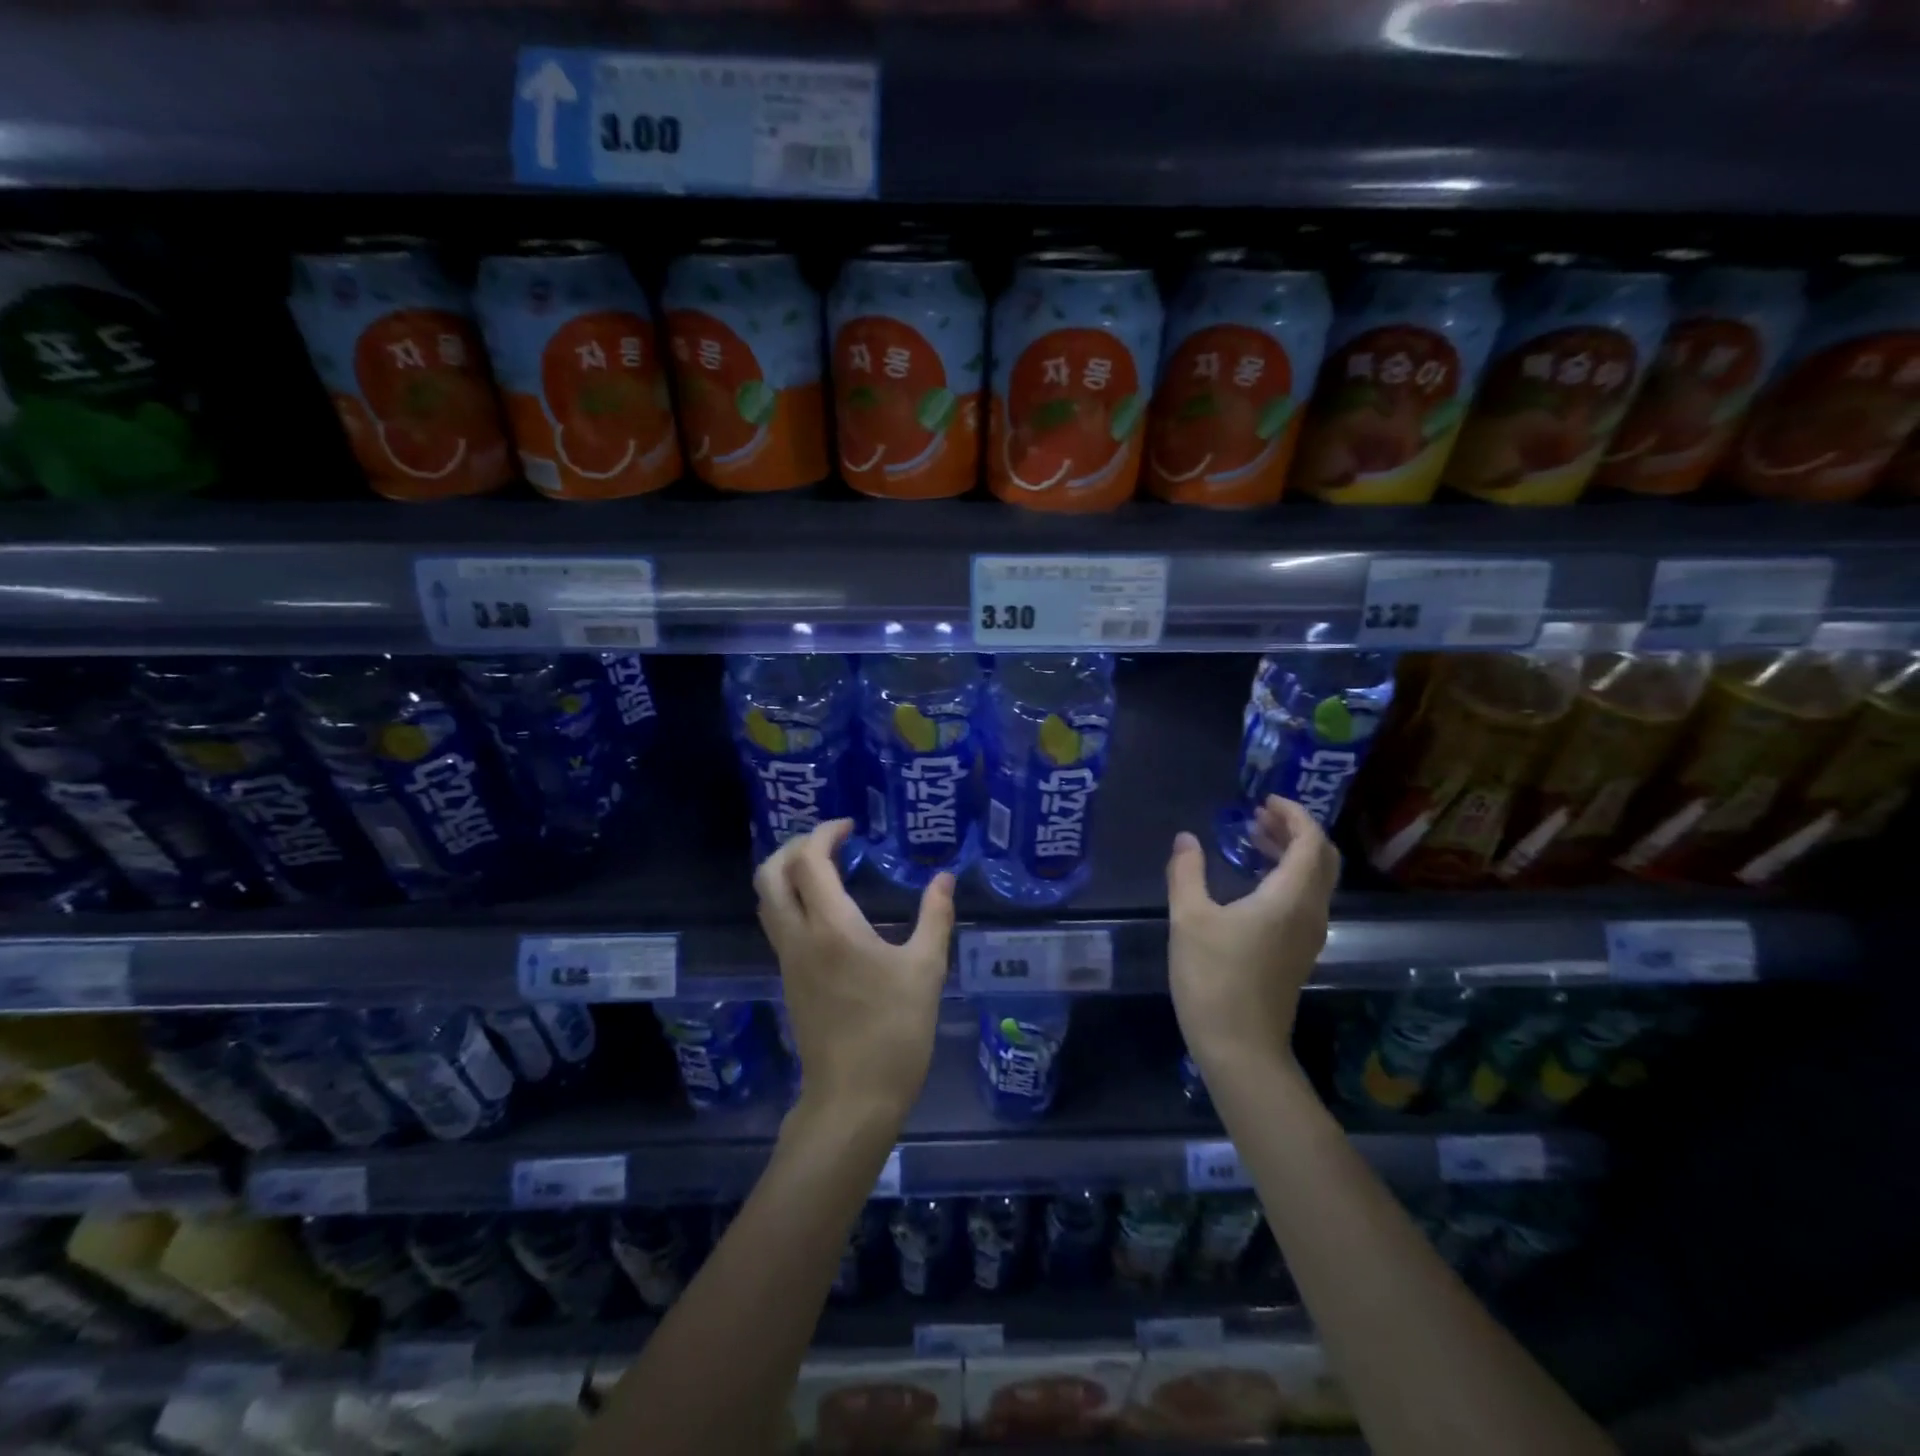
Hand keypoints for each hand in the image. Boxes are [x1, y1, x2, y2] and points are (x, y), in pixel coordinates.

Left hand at [755, 818, 955, 1123]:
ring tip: (826, 867)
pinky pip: (777, 923)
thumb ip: (934, 917)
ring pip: (766, 900)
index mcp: (831, 928)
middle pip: (769, 874)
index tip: (850, 827)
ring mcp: (788, 961)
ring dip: (787, 872)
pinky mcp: (789, 980)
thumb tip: (944, 879)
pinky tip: (826, 908)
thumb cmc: (894, 1032)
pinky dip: (790, 898)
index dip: (824, 834)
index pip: (809, 861)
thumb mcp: (926, 971)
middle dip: (794, 846)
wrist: (853, 1099)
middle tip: (829, 841)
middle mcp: (798, 937)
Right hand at [1165, 796, 1339, 1075]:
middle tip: (1258, 817)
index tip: (1263, 801)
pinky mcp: (1299, 952)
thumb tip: (1187, 839)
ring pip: (1315, 880)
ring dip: (1291, 853)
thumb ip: (1186, 872)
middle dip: (1295, 830)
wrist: (1239, 1047)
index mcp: (1291, 898)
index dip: (1293, 814)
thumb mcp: (1189, 919)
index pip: (1310, 841)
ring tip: (1253, 840)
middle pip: (1322, 858)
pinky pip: (1305, 899)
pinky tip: (1253, 881)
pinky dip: (1287, 877)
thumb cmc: (1214, 977)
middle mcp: (1311, 912)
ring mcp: (1309, 935)